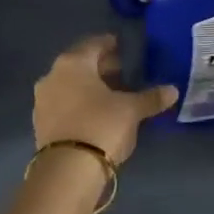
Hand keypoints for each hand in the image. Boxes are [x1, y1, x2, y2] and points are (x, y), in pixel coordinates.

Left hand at [33, 35, 176, 165]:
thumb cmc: (101, 126)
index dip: (110, 44)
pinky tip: (95, 114)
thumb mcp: (131, 110)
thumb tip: (172, 91)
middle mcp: (52, 76)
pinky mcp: (40, 124)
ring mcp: (42, 101)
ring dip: (89, 87)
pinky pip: (64, 105)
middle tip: (121, 72)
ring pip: (70, 86)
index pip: (94, 44)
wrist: (68, 170)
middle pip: (80, 65)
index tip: (122, 47)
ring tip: (111, 96)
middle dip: (100, 68)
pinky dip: (79, 104)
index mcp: (72, 63)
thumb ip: (151, 98)